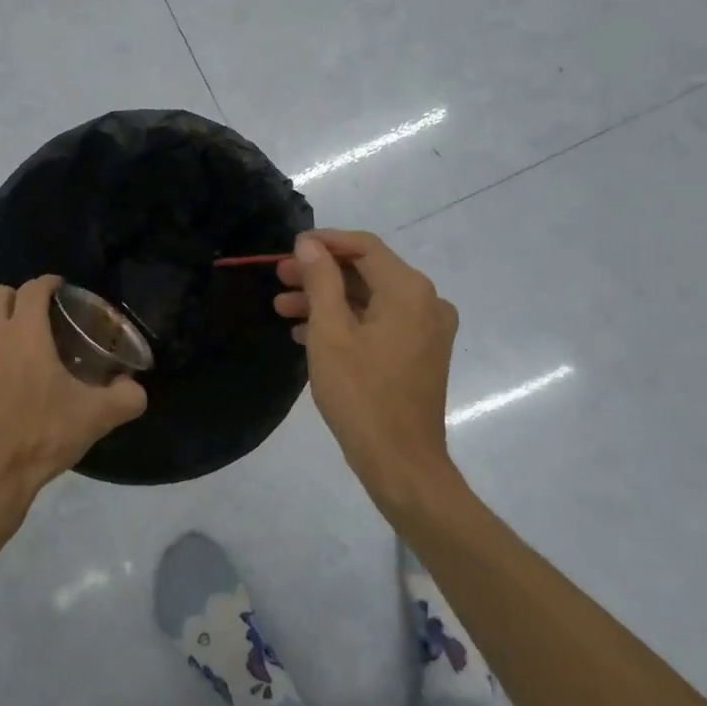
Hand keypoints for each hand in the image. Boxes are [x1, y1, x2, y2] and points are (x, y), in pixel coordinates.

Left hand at [0, 276, 146, 543]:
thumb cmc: (40, 436)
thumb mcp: (95, 418)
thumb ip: (126, 397)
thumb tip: (136, 388)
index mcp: (24, 333)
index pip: (33, 289)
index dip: (49, 283)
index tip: (64, 289)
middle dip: (20, 296)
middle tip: (44, 315)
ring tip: (25, 342)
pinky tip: (4, 374)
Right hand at [274, 230, 460, 512]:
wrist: (401, 462)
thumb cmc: (361, 394)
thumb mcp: (330, 333)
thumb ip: (320, 281)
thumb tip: (309, 244)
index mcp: (409, 291)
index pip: (364, 247)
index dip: (325, 243)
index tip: (289, 248)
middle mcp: (426, 302)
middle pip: (367, 272)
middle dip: (320, 274)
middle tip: (279, 278)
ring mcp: (427, 330)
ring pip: (371, 299)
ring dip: (327, 300)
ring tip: (283, 308)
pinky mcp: (421, 353)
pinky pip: (380, 323)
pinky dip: (346, 322)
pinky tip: (307, 334)